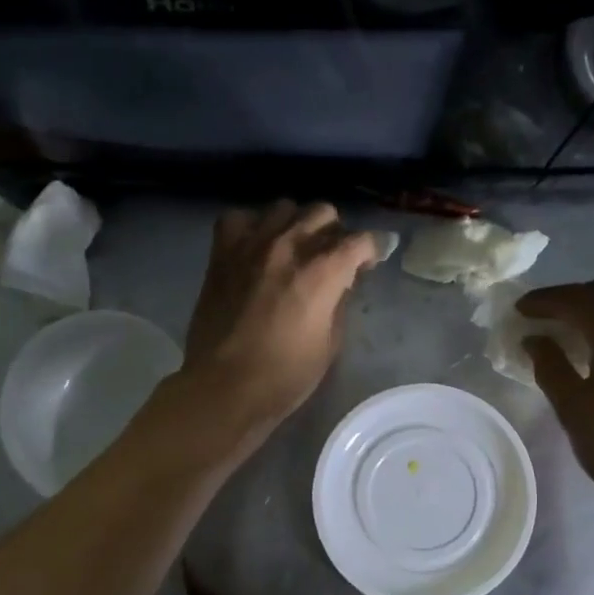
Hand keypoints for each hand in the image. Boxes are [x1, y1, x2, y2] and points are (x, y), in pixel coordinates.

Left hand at [181, 201, 384, 432]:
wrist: (224, 387)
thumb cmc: (284, 376)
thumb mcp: (329, 344)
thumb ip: (339, 302)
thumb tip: (341, 281)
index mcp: (321, 273)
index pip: (360, 240)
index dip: (372, 249)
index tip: (370, 262)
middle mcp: (288, 247)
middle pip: (324, 213)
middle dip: (335, 233)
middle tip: (331, 258)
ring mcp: (251, 245)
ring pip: (284, 207)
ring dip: (296, 224)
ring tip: (294, 249)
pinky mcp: (221, 253)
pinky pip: (240, 218)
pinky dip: (253, 226)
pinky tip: (257, 246)